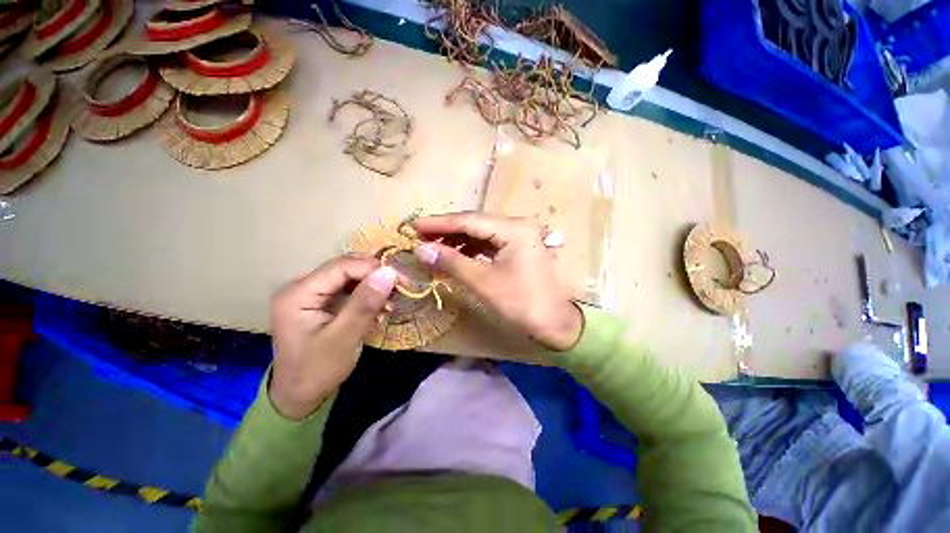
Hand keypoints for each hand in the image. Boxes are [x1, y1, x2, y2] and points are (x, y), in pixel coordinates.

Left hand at [269, 255, 396, 419]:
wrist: (299, 397)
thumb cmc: (317, 371)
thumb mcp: (344, 338)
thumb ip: (365, 304)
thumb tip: (389, 272)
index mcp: (298, 293)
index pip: (342, 266)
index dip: (373, 268)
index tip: (402, 280)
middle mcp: (301, 286)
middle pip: (346, 268)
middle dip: (375, 277)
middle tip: (400, 290)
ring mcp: (311, 294)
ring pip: (350, 277)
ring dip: (373, 288)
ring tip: (390, 305)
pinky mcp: (321, 302)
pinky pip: (349, 289)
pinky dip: (367, 297)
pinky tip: (378, 310)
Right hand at [412, 212, 582, 350]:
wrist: (555, 324)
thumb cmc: (521, 303)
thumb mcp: (483, 282)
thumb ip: (452, 262)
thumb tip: (420, 249)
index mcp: (514, 229)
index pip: (469, 220)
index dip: (439, 223)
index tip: (414, 226)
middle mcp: (517, 226)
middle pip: (475, 223)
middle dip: (447, 230)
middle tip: (420, 237)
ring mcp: (519, 237)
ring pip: (481, 233)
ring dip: (457, 240)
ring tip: (433, 247)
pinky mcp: (517, 249)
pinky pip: (488, 244)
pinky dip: (470, 249)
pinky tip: (455, 255)